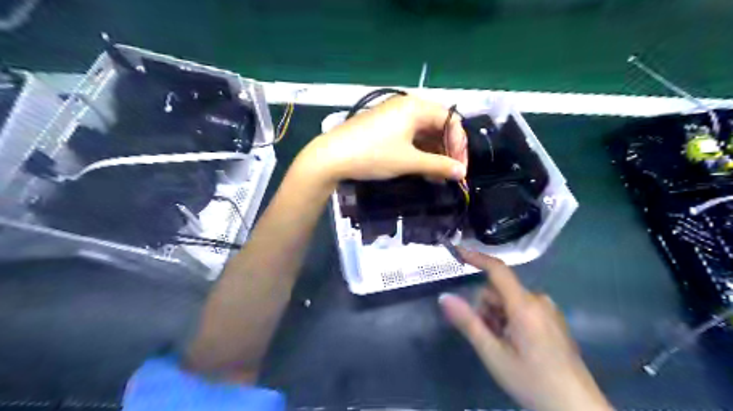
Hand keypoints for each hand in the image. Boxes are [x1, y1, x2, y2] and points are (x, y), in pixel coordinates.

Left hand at [294, 95, 465, 180]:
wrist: (331, 157)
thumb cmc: (373, 155)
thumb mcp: (408, 161)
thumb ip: (438, 166)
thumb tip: (462, 173)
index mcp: (416, 107)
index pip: (451, 121)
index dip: (459, 145)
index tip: (459, 168)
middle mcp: (407, 106)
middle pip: (438, 125)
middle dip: (447, 150)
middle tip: (449, 173)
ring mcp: (394, 116)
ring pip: (423, 132)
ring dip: (433, 153)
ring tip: (436, 175)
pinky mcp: (384, 126)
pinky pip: (409, 136)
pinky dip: (418, 151)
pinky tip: (421, 168)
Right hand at [440, 248, 613, 410]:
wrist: (577, 409)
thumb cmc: (532, 381)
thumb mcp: (493, 354)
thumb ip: (468, 323)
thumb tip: (444, 297)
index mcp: (524, 305)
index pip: (497, 270)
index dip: (476, 258)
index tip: (457, 252)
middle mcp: (538, 300)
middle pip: (499, 291)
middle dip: (486, 308)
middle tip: (487, 337)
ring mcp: (548, 310)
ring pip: (509, 300)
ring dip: (497, 317)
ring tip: (502, 345)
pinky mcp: (553, 319)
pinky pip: (523, 308)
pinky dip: (510, 320)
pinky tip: (515, 345)